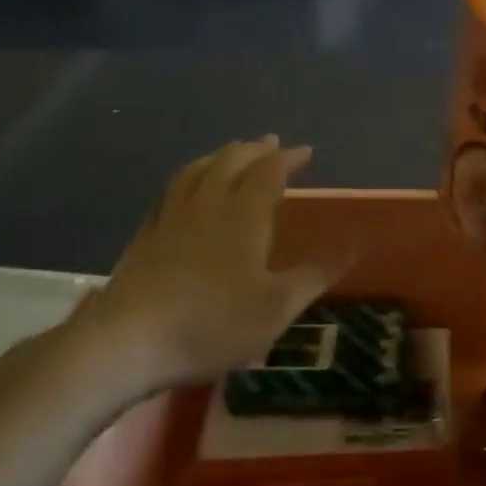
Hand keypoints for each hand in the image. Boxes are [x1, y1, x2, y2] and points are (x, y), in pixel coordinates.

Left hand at [62, 137, 348, 397]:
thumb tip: (356, 241)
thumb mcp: (277, 306)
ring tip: (229, 153)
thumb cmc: (213, 324)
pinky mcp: (146, 238)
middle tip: (269, 142)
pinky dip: (187, 181)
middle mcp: (207, 206)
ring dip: (218, 157)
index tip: (305, 151)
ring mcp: (170, 219)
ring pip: (196, 172)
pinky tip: (185, 194)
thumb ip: (316, 273)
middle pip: (230, 163)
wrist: (128, 342)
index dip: (288, 158)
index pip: (269, 172)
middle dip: (253, 150)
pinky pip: (170, 194)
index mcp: (243, 216)